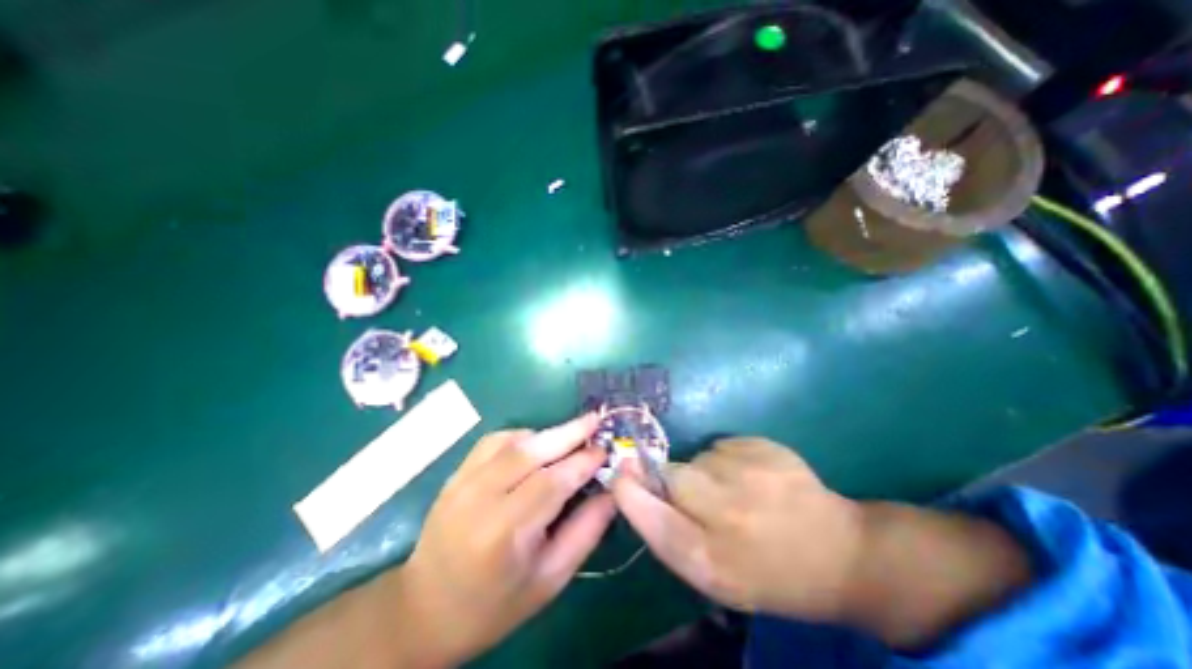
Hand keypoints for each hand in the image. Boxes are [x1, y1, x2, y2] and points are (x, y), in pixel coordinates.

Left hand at [392, 417, 612, 667]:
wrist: (424, 610)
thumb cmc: (494, 605)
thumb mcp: (549, 580)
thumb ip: (585, 531)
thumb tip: (611, 492)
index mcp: (505, 534)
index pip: (552, 482)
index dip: (583, 461)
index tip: (606, 450)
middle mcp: (480, 499)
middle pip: (531, 452)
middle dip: (569, 432)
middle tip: (596, 420)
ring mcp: (463, 482)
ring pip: (513, 441)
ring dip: (547, 433)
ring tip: (572, 434)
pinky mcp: (456, 474)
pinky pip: (494, 440)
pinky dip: (521, 435)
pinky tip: (536, 444)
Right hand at [614, 438, 856, 621]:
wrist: (839, 552)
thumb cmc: (767, 573)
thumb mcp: (713, 573)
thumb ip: (669, 531)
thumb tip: (634, 486)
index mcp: (713, 560)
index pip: (652, 517)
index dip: (629, 492)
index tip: (617, 474)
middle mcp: (727, 513)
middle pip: (672, 476)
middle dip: (673, 480)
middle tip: (701, 498)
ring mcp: (749, 473)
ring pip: (698, 458)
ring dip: (705, 472)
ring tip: (737, 493)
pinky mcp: (764, 447)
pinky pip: (723, 446)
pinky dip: (728, 459)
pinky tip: (754, 478)